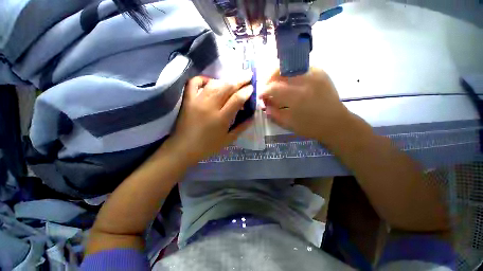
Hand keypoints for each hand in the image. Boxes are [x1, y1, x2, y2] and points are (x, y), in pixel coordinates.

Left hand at [168, 75, 253, 164]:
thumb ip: (242, 127)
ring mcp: (197, 101)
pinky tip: (210, 82)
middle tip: (248, 74)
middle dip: (240, 79)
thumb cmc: (208, 146)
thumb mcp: (228, 140)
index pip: (237, 99)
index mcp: (221, 118)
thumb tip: (252, 116)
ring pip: (214, 84)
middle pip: (227, 87)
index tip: (252, 87)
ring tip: (233, 80)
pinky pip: (194, 83)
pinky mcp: (187, 100)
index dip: (246, 91)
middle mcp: (210, 106)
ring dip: (226, 80)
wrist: (183, 148)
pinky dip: (203, 79)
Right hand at [260, 67, 350, 143]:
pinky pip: (300, 67)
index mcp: (297, 97)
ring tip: (275, 83)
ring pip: (289, 66)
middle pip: (280, 70)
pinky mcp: (320, 72)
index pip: (274, 87)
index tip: (260, 96)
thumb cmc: (310, 126)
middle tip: (266, 86)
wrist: (335, 123)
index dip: (264, 91)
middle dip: (269, 77)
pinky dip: (290, 73)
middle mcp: (305, 81)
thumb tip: (264, 105)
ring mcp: (315, 74)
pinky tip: (289, 81)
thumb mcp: (288, 124)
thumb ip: (273, 113)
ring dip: (278, 73)